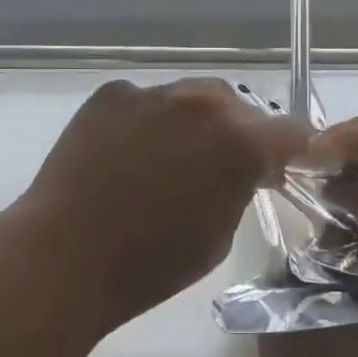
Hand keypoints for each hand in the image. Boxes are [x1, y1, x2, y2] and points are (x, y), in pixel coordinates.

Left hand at [16, 78, 311, 335]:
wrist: (65, 256)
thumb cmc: (151, 263)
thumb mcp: (220, 235)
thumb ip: (241, 187)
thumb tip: (241, 171)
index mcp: (240, 142)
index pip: (290, 132)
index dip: (291, 151)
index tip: (280, 167)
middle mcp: (202, 104)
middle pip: (239, 106)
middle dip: (239, 132)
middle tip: (220, 165)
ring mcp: (153, 93)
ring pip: (190, 97)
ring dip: (193, 122)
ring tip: (168, 156)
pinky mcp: (112, 95)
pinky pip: (144, 101)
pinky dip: (147, 121)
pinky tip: (126, 153)